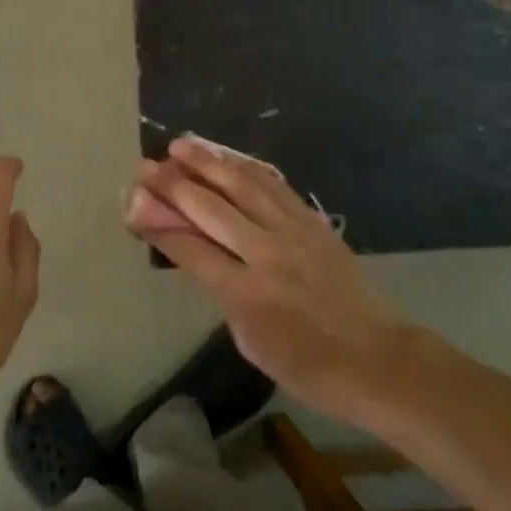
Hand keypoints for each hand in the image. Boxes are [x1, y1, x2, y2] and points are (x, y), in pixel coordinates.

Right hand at [126, 137, 407, 426]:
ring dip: (208, 162)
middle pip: (211, 209)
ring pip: (242, 186)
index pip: (190, 249)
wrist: (375, 358)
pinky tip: (228, 157)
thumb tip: (195, 253)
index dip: (159, 223)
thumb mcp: (250, 341)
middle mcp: (266, 254)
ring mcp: (293, 233)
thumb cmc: (307, 366)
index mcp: (246, 295)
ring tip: (181, 145)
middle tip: (147, 166)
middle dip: (173, 185)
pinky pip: (274, 186)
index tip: (135, 202)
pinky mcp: (313, 221)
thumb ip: (221, 292)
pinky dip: (247, 168)